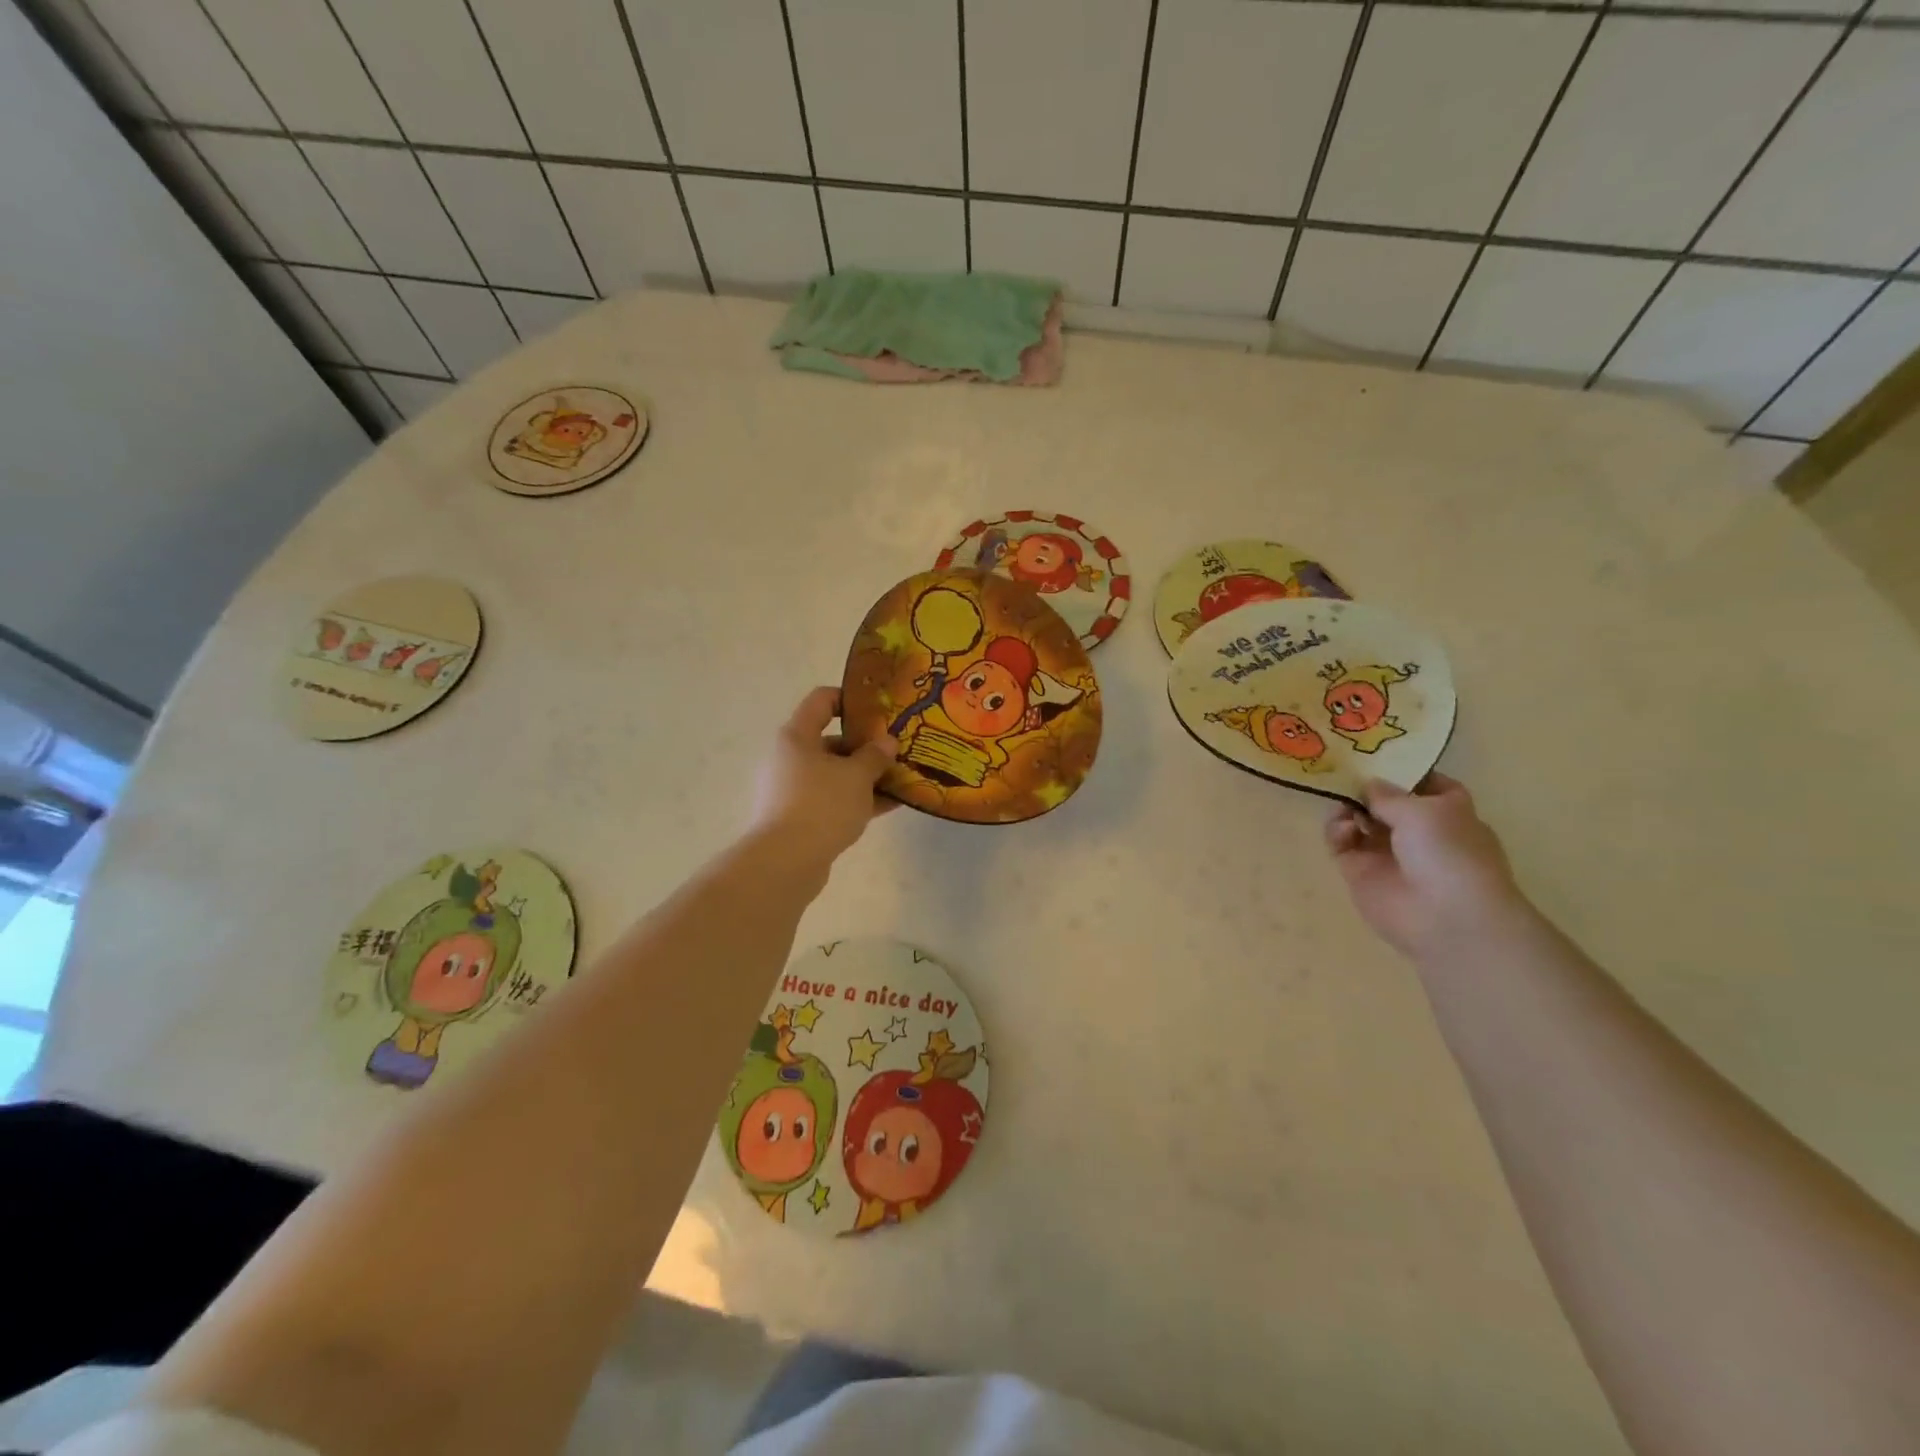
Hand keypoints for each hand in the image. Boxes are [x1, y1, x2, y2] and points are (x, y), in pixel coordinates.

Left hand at [750, 687, 897, 867]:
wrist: (786, 862)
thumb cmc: (821, 804)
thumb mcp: (857, 776)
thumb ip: (875, 755)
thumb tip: (887, 741)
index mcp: (797, 736)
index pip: (821, 700)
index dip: (849, 699)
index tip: (879, 709)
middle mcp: (789, 758)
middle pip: (830, 741)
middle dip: (866, 746)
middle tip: (897, 751)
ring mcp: (792, 790)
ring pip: (834, 774)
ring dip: (865, 776)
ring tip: (900, 779)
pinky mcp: (798, 818)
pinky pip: (832, 800)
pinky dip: (857, 800)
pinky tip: (889, 806)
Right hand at [1325, 774, 1530, 959]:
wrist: (1446, 917)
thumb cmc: (1449, 853)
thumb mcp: (1423, 810)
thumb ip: (1388, 793)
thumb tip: (1367, 784)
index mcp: (1447, 812)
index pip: (1424, 783)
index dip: (1403, 769)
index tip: (1375, 753)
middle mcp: (1417, 831)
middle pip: (1383, 800)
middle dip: (1364, 787)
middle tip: (1341, 772)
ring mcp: (1386, 852)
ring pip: (1358, 820)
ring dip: (1347, 808)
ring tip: (1343, 807)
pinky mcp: (1360, 871)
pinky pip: (1341, 843)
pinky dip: (1337, 832)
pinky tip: (1343, 830)